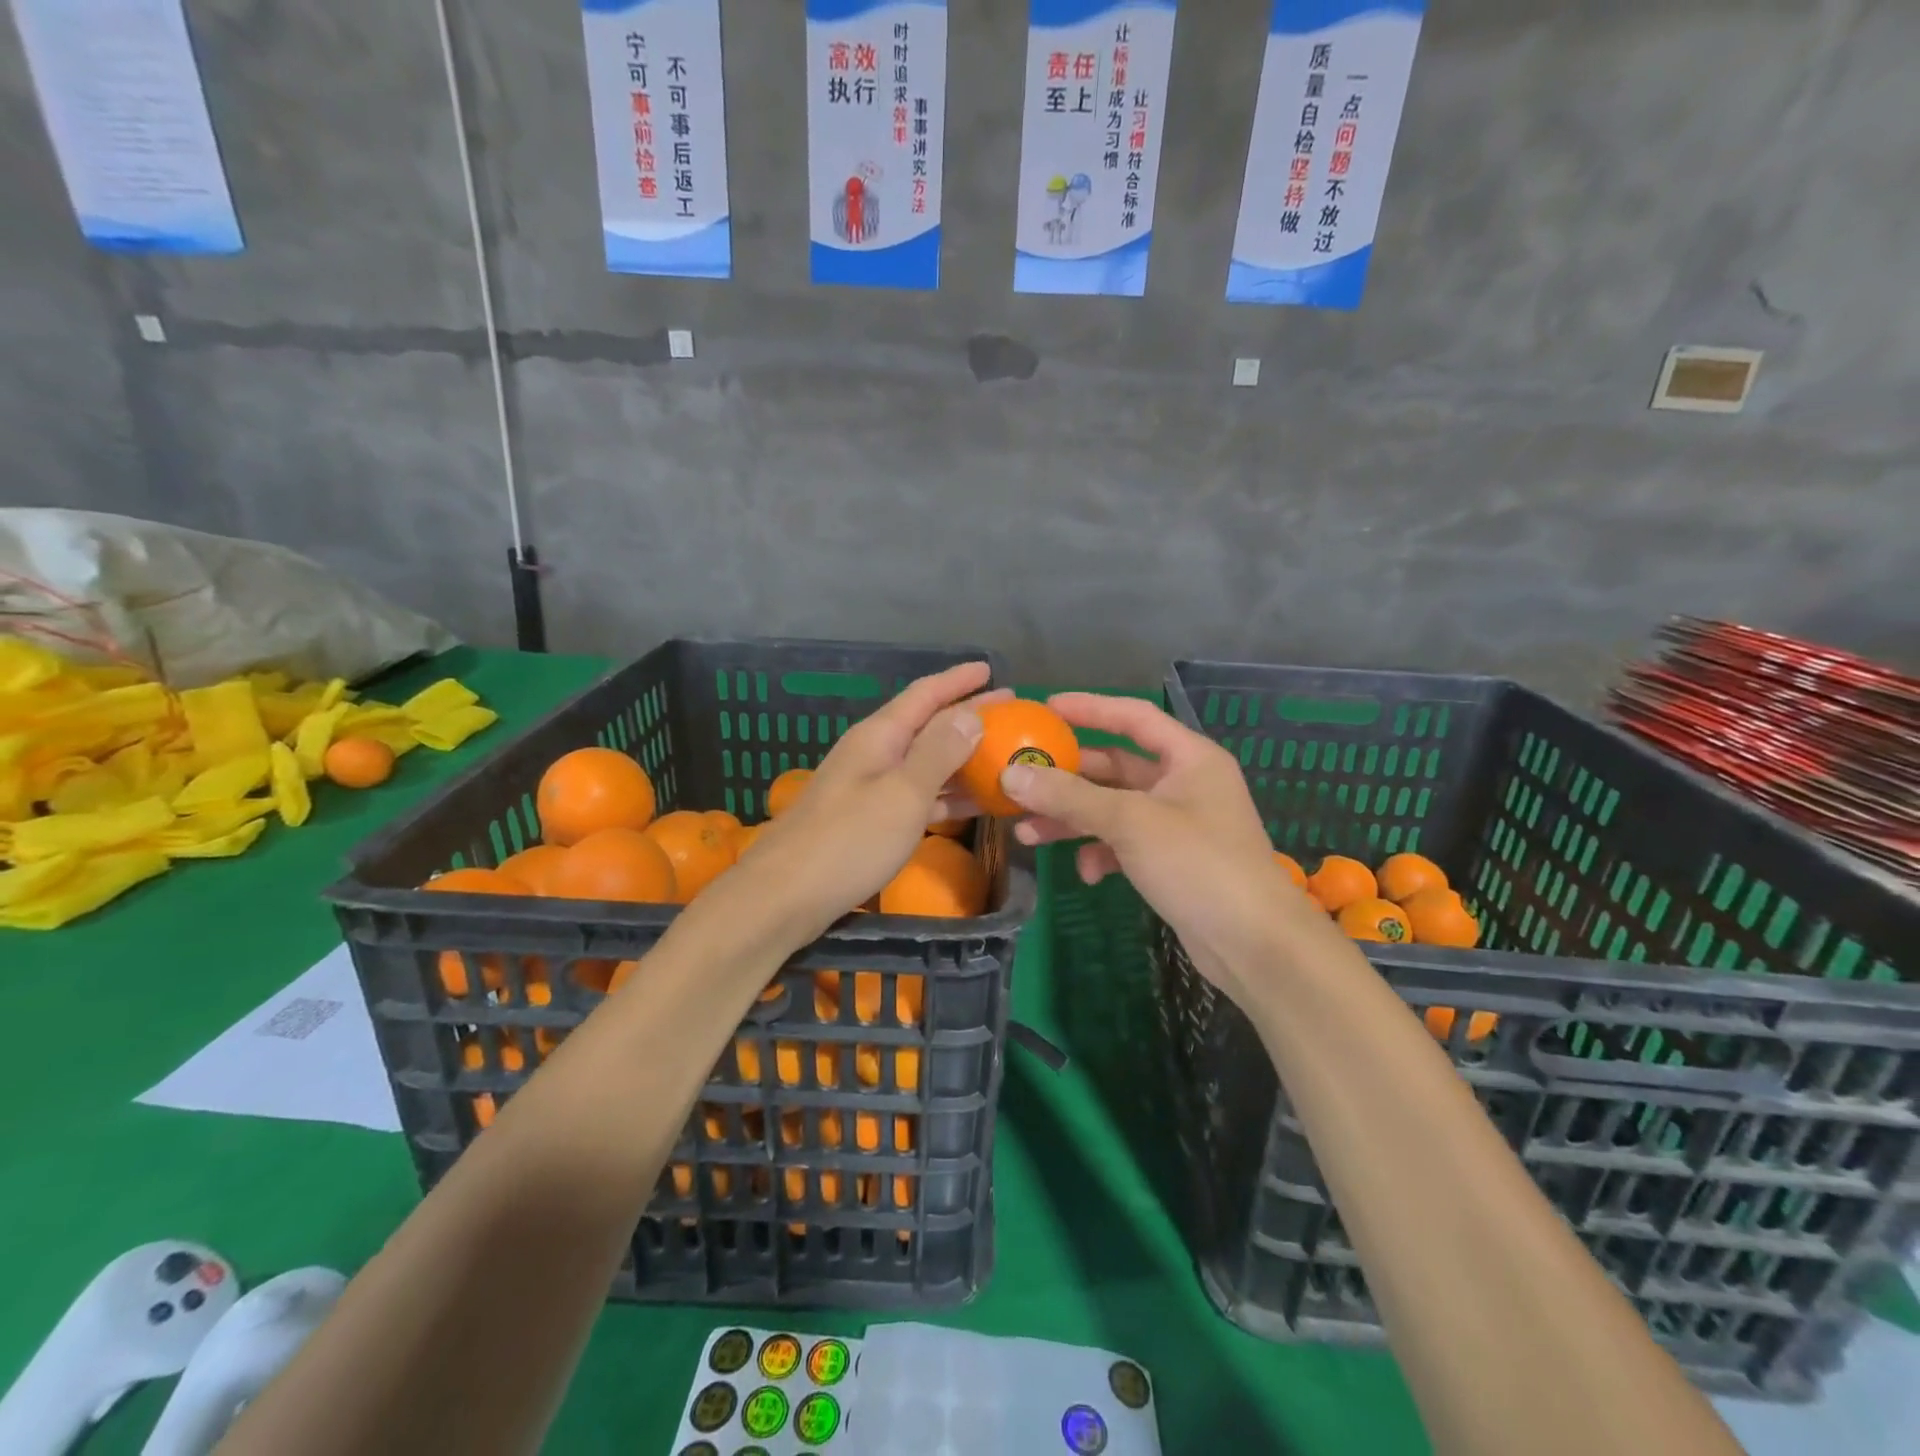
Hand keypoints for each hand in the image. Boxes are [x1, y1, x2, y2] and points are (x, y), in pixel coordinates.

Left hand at [741, 662, 1005, 939]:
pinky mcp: (867, 820)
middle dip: (966, 717)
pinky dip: (945, 794)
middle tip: (1010, 715)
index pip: (924, 694)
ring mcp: (868, 788)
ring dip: (961, 758)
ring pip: (924, 762)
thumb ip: (938, 753)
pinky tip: (971, 802)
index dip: (958, 680)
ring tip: (1001, 757)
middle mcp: (873, 754)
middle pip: (926, 725)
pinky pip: (916, 795)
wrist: (785, 896)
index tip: (990, 670)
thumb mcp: (903, 794)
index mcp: (879, 736)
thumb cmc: (849, 840)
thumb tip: (970, 714)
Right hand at [1002, 693, 1337, 1007]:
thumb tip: (1011, 776)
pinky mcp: (1171, 861)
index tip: (1044, 709)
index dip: (1089, 708)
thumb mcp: (1130, 822)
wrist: (1255, 944)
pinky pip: (1124, 844)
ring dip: (1073, 819)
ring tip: (1028, 834)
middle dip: (1068, 778)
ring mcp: (1178, 824)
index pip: (1133, 717)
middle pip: (1115, 767)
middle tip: (1021, 782)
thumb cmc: (1199, 864)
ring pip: (1113, 809)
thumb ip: (1070, 797)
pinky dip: (1101, 853)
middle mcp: (1184, 783)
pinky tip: (1086, 874)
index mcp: (1189, 758)